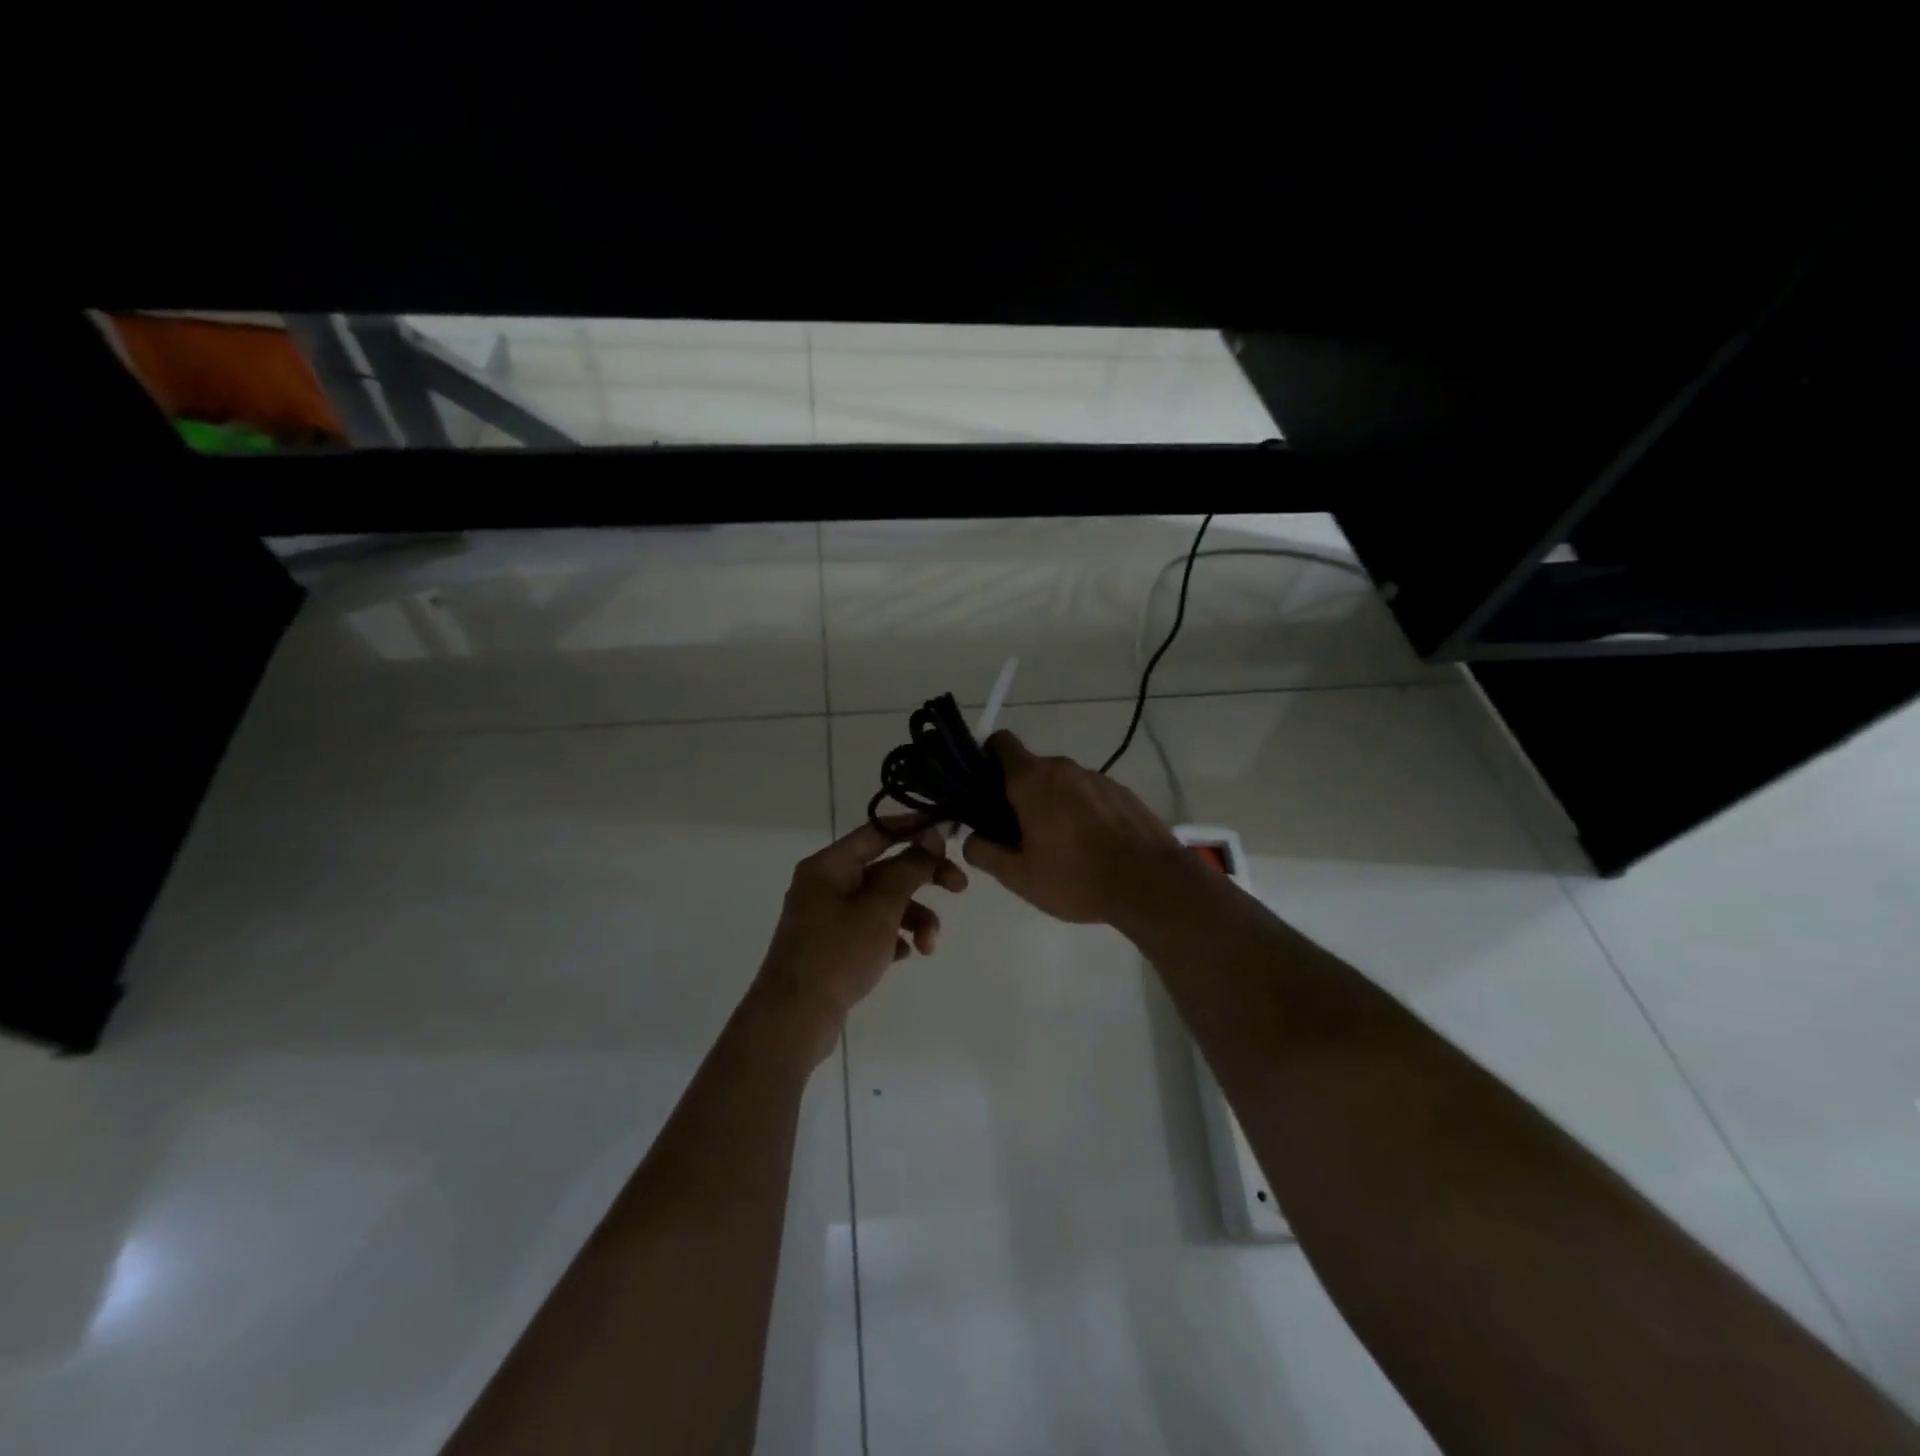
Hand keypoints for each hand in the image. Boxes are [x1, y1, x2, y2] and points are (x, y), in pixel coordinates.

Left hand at [754, 819, 967, 1062]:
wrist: (793, 1021)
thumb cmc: (837, 954)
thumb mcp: (881, 907)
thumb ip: (909, 868)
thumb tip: (931, 836)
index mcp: (829, 865)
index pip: (878, 831)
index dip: (916, 827)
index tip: (951, 831)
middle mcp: (825, 884)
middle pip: (885, 868)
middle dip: (923, 879)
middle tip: (960, 887)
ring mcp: (827, 917)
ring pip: (882, 903)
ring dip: (913, 917)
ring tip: (929, 946)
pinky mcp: (832, 947)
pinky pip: (871, 930)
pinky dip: (893, 937)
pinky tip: (905, 955)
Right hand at [962, 730, 1184, 923]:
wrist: (1149, 883)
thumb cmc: (1075, 877)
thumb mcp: (1018, 876)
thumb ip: (984, 852)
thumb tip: (972, 838)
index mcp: (1031, 780)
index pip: (1000, 743)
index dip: (986, 760)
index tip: (984, 791)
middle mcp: (1063, 768)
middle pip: (1030, 769)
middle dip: (1019, 794)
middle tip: (1018, 834)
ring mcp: (1097, 778)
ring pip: (1062, 784)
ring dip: (1053, 804)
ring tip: (1060, 847)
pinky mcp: (1122, 792)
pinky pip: (1089, 795)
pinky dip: (1082, 812)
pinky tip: (1091, 847)